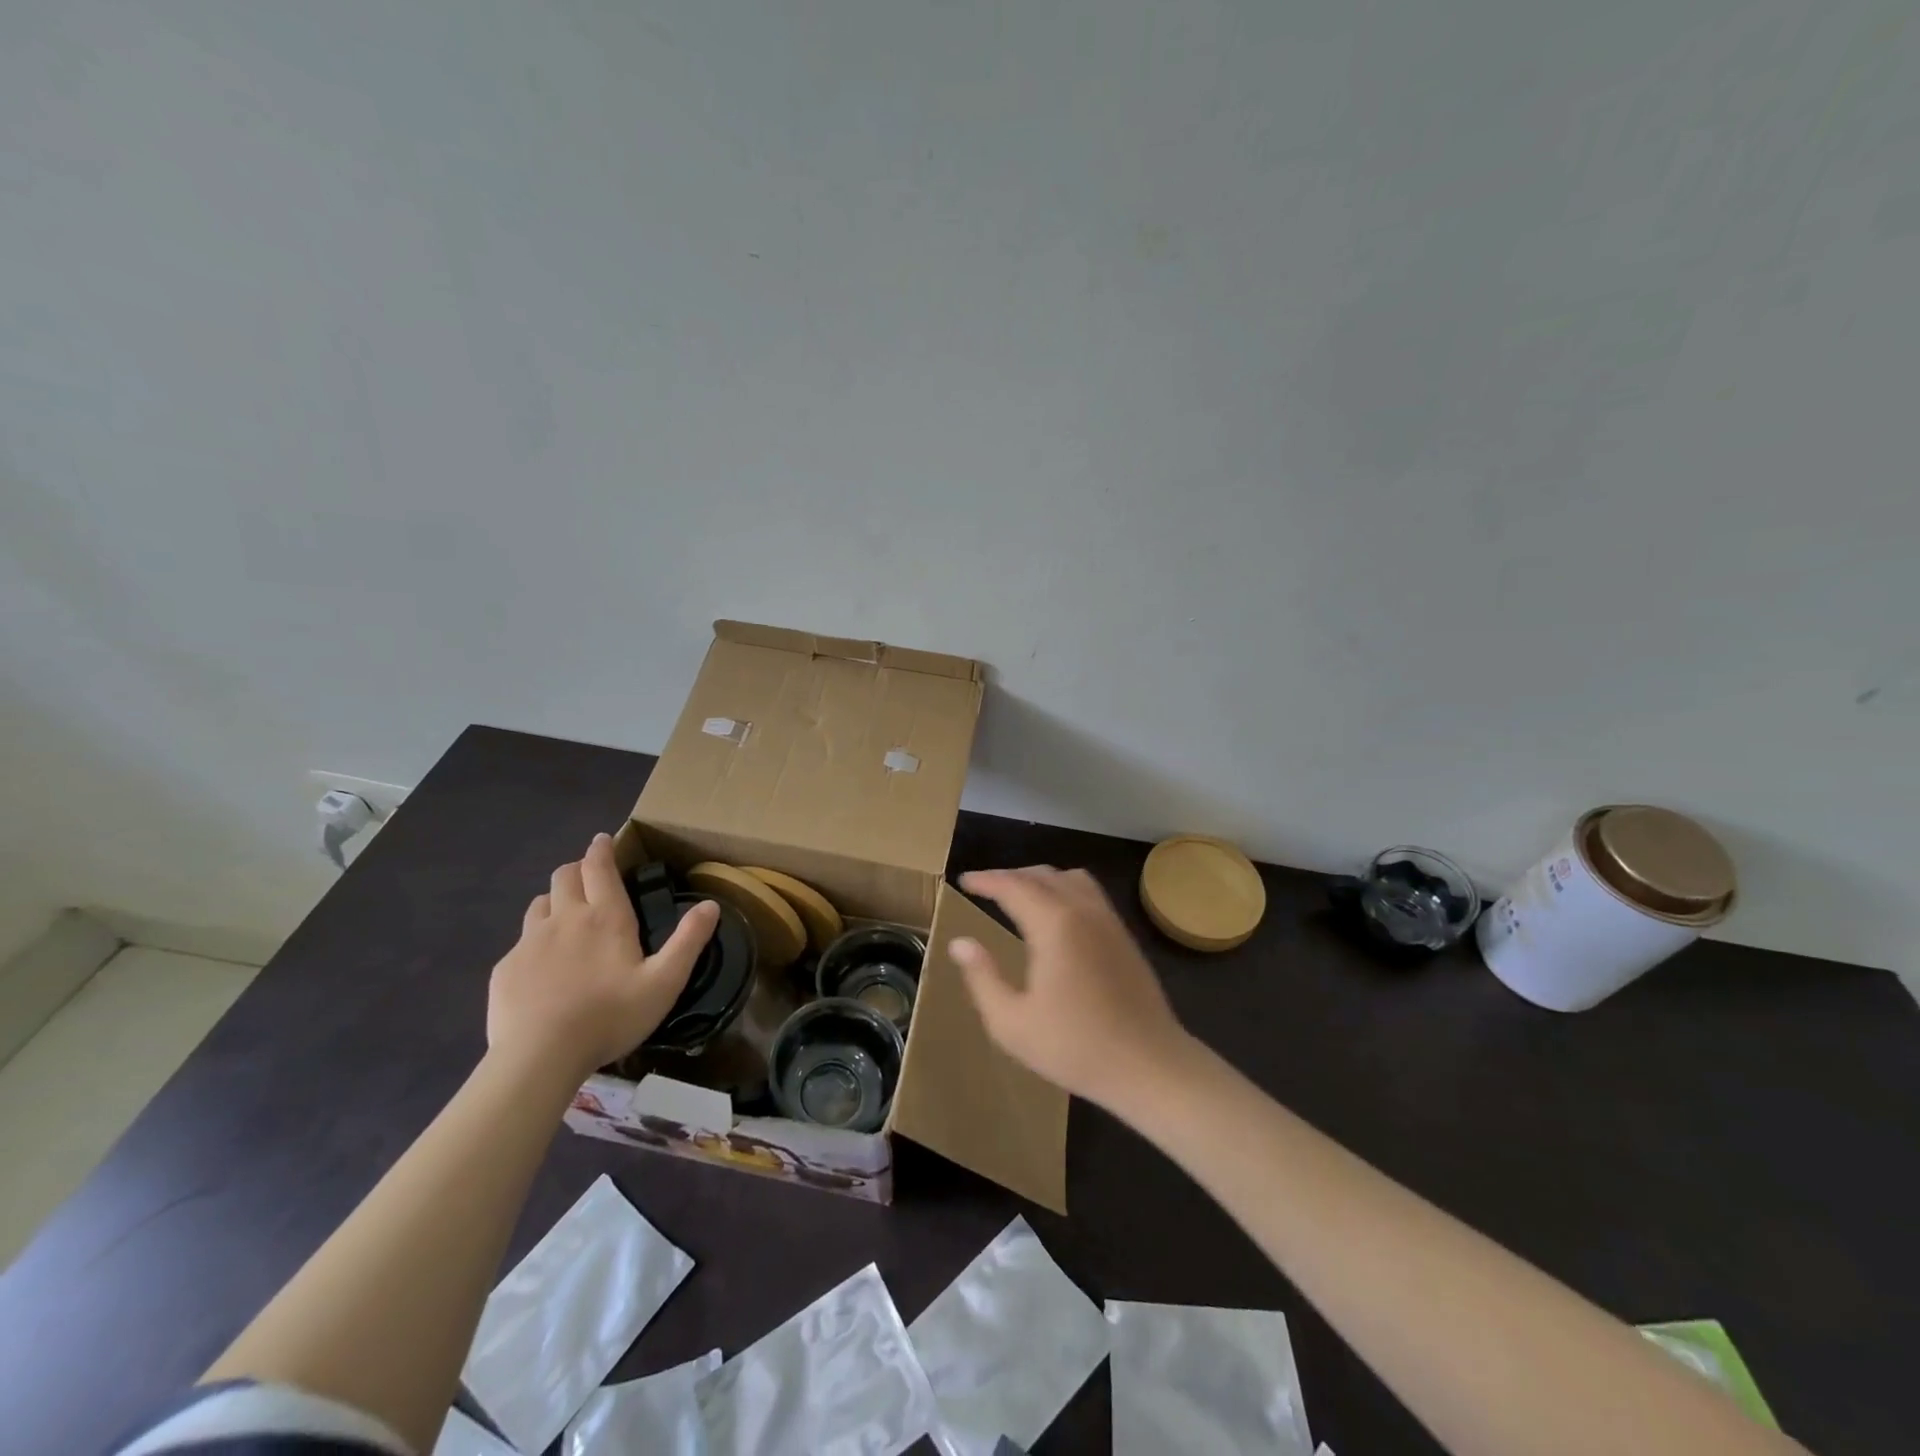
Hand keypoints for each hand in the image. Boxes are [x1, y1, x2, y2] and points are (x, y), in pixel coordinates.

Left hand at [488, 834, 718, 1079]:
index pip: (599, 867)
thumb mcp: (664, 982)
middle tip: (589, 877)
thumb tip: (711, 905)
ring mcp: (530, 942)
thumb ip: (689, 941)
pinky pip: (521, 942)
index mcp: (605, 917)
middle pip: (564, 876)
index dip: (601, 849)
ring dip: (554, 900)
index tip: (603, 839)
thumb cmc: (610, 1017)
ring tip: (565, 916)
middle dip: (577, 869)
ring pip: (539, 903)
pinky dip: (534, 941)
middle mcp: (565, 918)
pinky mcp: (505, 968)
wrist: (539, 1057)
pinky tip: (543, 966)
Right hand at [950, 866, 1193, 1110]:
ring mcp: (1108, 920)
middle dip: (1009, 876)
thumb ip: (982, 978)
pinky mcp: (1123, 935)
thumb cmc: (1075, 1047)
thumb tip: (960, 943)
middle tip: (984, 887)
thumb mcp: (1012, 1023)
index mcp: (1054, 925)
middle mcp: (1083, 910)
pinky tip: (1056, 912)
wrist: (1149, 1065)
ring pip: (1069, 877)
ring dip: (1039, 878)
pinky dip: (1063, 888)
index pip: (1013, 886)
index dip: (985, 880)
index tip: (964, 881)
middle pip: (1041, 875)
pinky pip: (1089, 892)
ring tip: (1018, 893)